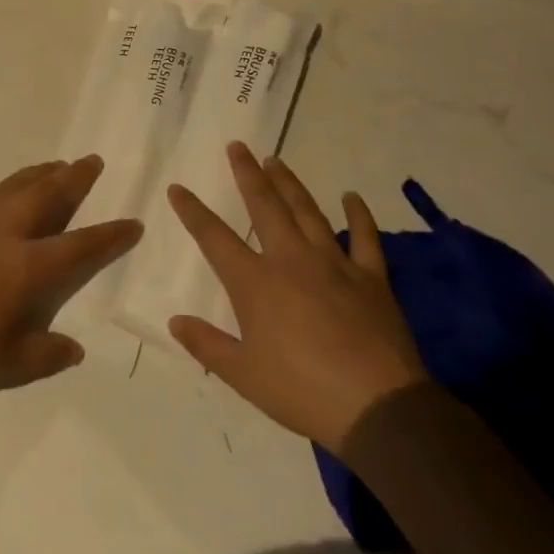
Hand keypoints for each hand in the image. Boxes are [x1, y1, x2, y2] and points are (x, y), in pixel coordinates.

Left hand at [0, 156, 141, 392]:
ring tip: (53, 164)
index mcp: (25, 266)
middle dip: (73, 179)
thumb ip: (45, 355)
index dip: (108, 235)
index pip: (78, 246)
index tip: (132, 223)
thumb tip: (74, 348)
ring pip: (9, 189)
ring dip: (34, 174)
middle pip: (45, 197)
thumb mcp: (6, 365)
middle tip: (92, 161)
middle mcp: (2, 233)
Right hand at [166, 143, 427, 452]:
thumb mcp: (243, 376)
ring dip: (290, 184)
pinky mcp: (370, 278)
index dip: (192, 211)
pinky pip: (364, 238)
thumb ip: (207, 345)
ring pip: (307, 212)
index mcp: (255, 282)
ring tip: (276, 160)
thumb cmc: (302, 391)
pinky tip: (351, 197)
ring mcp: (333, 264)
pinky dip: (358, 216)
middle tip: (237, 146)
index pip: (214, 237)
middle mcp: (290, 260)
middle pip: (264, 207)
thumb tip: (175, 321)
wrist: (378, 407)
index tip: (177, 187)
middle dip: (247, 174)